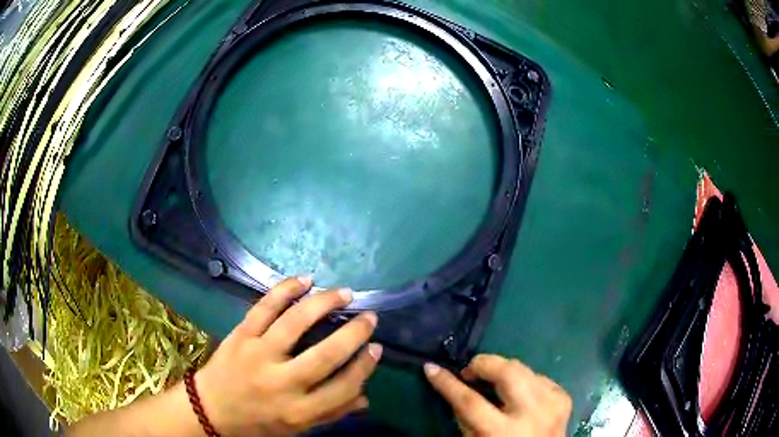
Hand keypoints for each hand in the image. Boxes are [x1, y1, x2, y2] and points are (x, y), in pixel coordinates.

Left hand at [195, 277, 381, 435]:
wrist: (211, 409)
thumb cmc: (258, 422)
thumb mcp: (297, 428)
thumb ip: (331, 414)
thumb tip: (366, 398)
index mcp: (298, 410)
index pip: (343, 387)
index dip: (364, 366)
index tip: (377, 349)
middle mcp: (281, 383)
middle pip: (326, 355)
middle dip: (353, 333)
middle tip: (370, 317)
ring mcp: (258, 354)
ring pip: (295, 323)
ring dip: (324, 304)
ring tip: (344, 293)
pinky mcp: (241, 335)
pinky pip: (264, 307)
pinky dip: (285, 290)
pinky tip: (305, 280)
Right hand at [424, 354, 571, 435]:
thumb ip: (464, 418)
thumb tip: (456, 388)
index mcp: (502, 432)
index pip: (469, 401)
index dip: (447, 383)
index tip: (431, 368)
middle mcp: (532, 414)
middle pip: (507, 372)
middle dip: (483, 363)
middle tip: (470, 371)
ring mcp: (552, 403)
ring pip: (523, 368)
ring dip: (503, 371)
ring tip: (492, 382)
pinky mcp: (563, 397)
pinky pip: (538, 377)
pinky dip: (523, 380)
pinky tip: (518, 393)